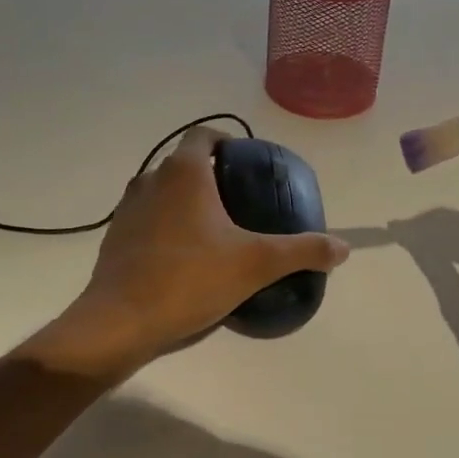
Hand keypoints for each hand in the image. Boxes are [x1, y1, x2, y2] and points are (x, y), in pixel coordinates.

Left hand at [22, 127, 349, 380]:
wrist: (121, 321)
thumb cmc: (190, 279)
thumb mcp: (257, 264)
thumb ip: (303, 251)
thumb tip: (343, 247)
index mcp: (184, 173)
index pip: (204, 135)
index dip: (227, 141)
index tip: (246, 164)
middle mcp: (150, 180)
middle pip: (184, 164)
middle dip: (211, 176)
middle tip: (241, 202)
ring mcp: (127, 210)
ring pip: (162, 192)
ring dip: (186, 201)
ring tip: (215, 230)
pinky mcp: (115, 239)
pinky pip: (147, 219)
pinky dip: (166, 226)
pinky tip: (184, 257)